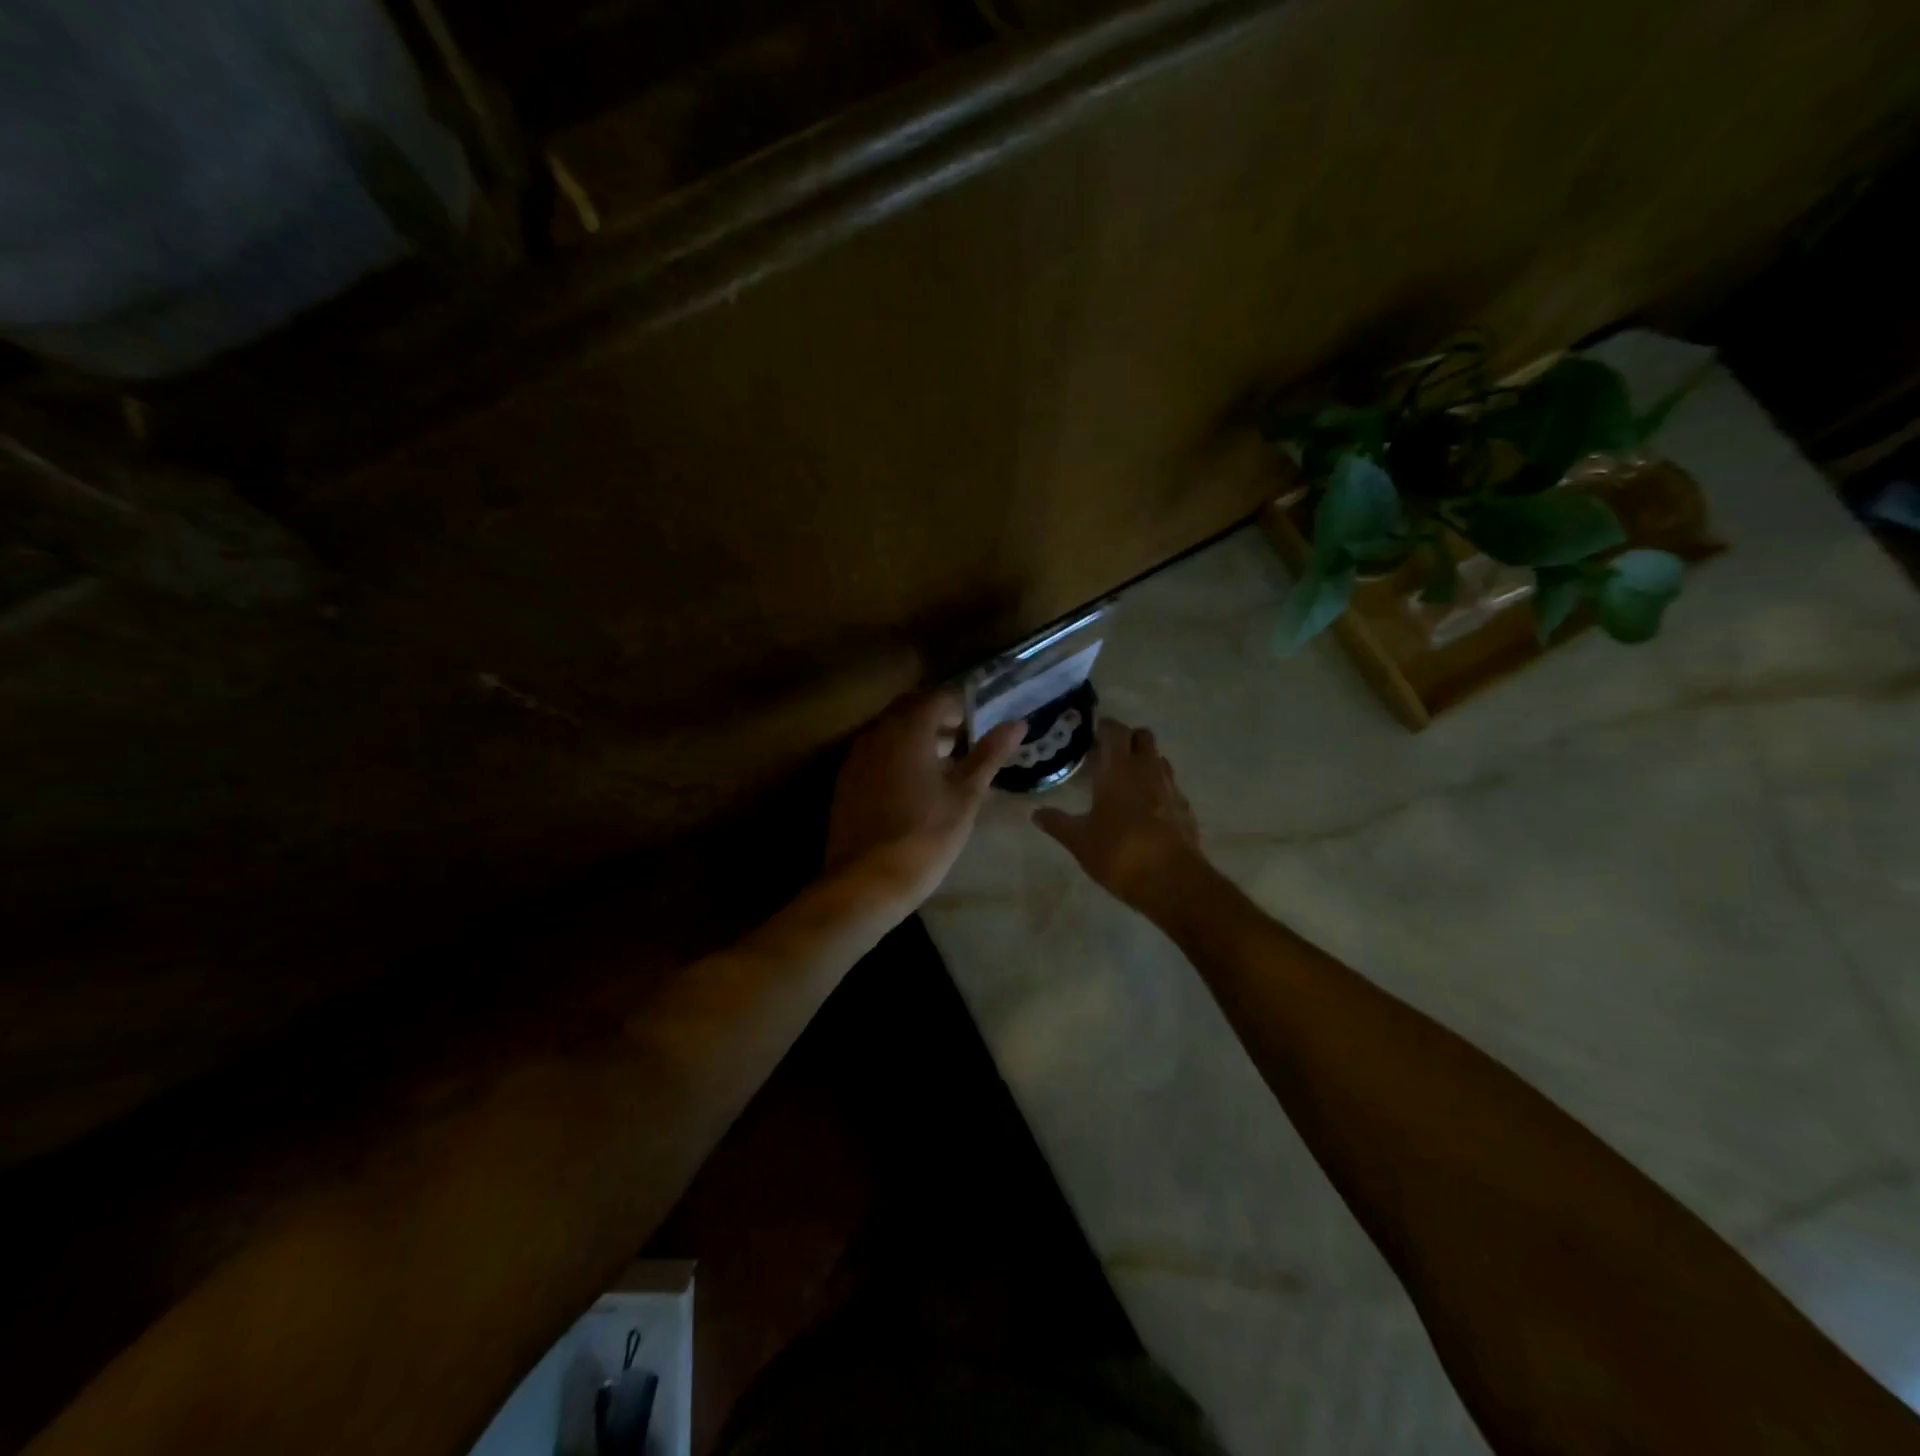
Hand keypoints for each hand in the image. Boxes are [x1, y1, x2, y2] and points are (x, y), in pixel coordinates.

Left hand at [825, 691, 1026, 909]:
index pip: (939, 697)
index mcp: (909, 729)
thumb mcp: (966, 796)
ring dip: (915, 739)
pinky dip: (895, 758)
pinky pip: (874, 754)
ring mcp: (856, 757)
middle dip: (937, 721)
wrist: (867, 881)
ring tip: (941, 769)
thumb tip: (1017, 724)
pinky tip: (911, 788)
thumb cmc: (926, 836)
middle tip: (961, 747)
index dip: (962, 709)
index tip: (977, 731)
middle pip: (911, 709)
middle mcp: (877, 732)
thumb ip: (989, 755)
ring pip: (890, 731)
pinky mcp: (845, 781)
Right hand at [1033, 718, 1202, 910]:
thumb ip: (1057, 822)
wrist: (1172, 881)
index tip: (1091, 734)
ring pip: (1159, 759)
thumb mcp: (1079, 840)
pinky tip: (1146, 810)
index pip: (1115, 730)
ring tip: (1126, 781)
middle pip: (1143, 736)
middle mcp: (1147, 769)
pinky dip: (1158, 788)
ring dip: (1144, 761)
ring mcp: (1170, 788)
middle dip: (1128, 739)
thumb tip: (1035, 813)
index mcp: (1118, 769)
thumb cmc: (1118, 853)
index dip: (1104, 727)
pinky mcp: (1185, 809)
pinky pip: (1170, 787)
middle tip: (1108, 756)